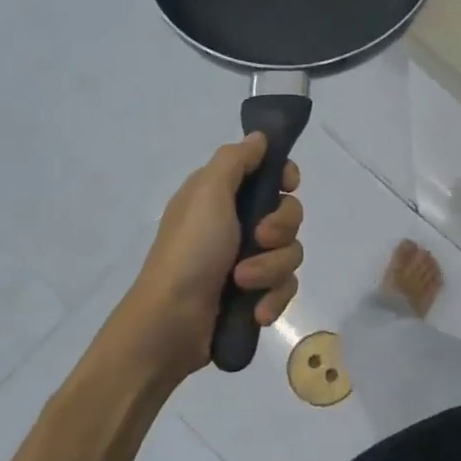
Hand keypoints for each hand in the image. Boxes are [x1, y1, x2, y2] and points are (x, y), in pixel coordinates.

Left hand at [118, 135, 303, 386]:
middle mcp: (235, 223)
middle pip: (289, 213)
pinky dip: (273, 298)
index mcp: (221, 195)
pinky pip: (285, 288)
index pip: (268, 173)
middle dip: (280, 228)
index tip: (288, 184)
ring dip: (271, 269)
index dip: (284, 176)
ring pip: (291, 253)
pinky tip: (256, 312)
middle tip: (258, 239)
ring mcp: (246, 261)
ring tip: (243, 283)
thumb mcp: (208, 193)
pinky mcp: (254, 295)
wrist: (170, 324)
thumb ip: (236, 160)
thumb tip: (260, 137)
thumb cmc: (190, 251)